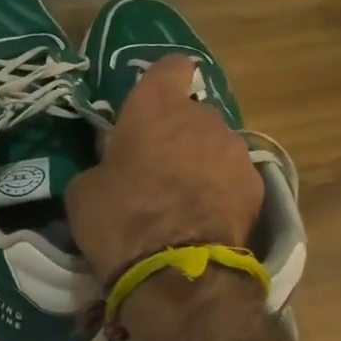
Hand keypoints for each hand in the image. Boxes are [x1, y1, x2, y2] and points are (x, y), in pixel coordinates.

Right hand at [66, 56, 264, 284]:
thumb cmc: (120, 222)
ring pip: (214, 144)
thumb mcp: (83, 191)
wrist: (177, 274)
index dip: (161, 82)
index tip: (148, 106)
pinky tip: (204, 218)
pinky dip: (220, 189)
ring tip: (183, 199)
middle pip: (192, 112)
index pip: (170, 67)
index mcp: (155, 107)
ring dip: (200, 161)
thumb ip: (101, 163)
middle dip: (177, 133)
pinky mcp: (256, 185)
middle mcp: (202, 117)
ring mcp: (235, 150)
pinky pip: (233, 176)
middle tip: (157, 168)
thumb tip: (112, 164)